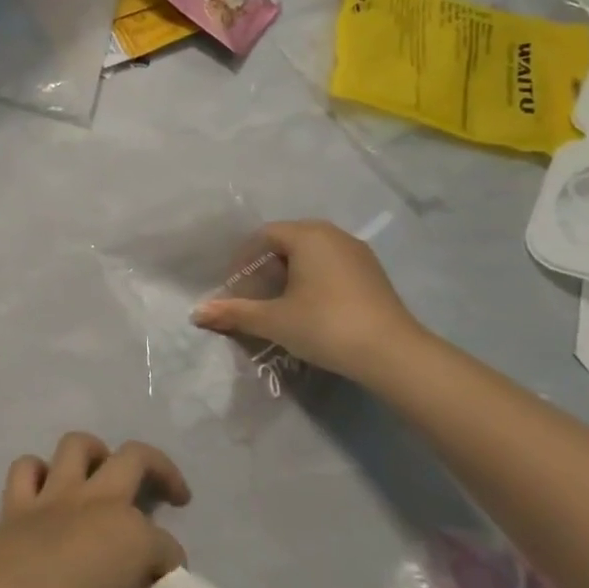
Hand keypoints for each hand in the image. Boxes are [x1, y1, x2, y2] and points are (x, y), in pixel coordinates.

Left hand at [0, 434, 195, 587]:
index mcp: (132, 534)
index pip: (166, 548)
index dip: (172, 569)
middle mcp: (98, 502)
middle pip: (137, 461)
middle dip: (162, 470)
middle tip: (173, 493)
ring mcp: (55, 496)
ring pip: (77, 447)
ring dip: (94, 451)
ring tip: (105, 468)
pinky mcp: (18, 502)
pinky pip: (25, 470)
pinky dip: (35, 472)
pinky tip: (43, 486)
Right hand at [190, 219, 422, 380]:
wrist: (392, 353)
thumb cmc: (325, 325)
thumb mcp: (274, 320)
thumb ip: (235, 313)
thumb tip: (196, 313)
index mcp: (308, 235)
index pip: (264, 235)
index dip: (243, 260)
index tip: (235, 289)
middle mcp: (333, 234)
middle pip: (288, 241)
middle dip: (266, 267)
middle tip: (254, 296)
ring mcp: (358, 253)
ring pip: (312, 254)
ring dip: (290, 274)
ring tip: (280, 304)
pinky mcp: (373, 273)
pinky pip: (332, 266)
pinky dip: (314, 280)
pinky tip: (312, 309)